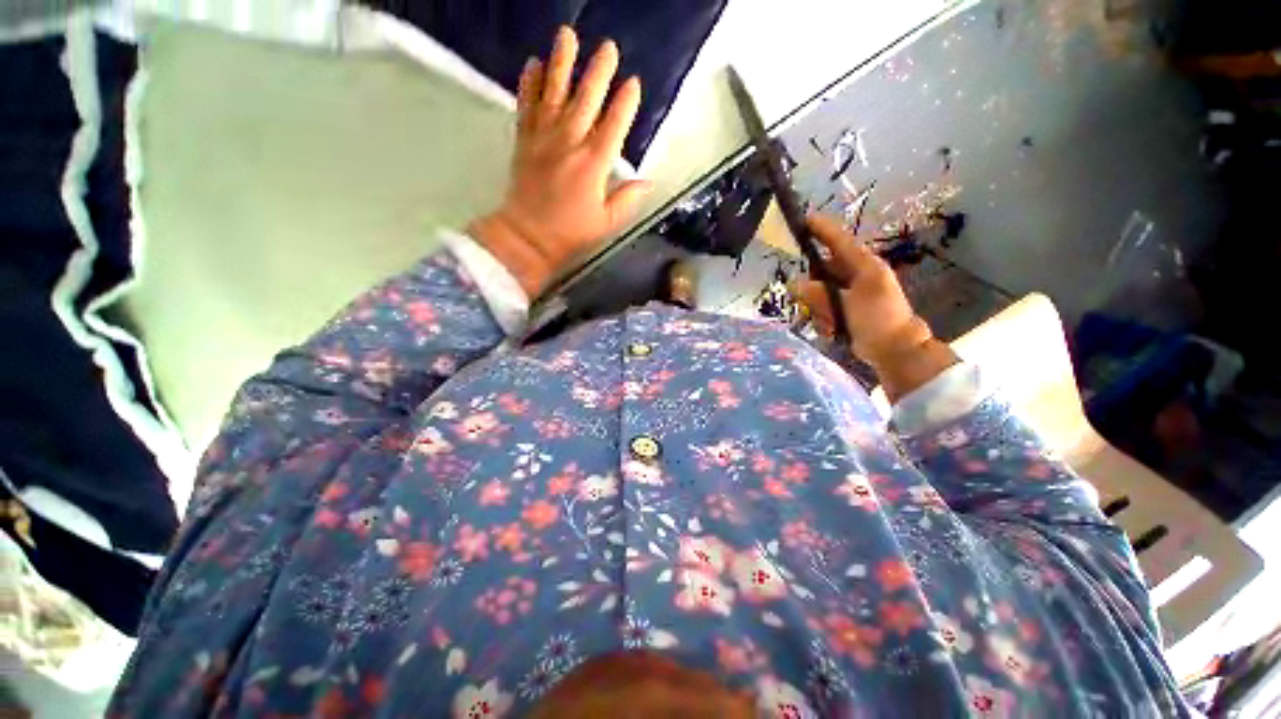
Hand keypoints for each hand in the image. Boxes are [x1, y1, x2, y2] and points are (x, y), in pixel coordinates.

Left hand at [469, 27, 652, 297]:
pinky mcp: (525, 140)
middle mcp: (570, 143)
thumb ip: (627, 199)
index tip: (634, 83)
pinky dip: (529, 82)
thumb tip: (647, 181)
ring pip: (555, 92)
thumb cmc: (571, 232)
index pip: (615, 125)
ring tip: (567, 34)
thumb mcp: (607, 222)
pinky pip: (526, 104)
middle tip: (609, 46)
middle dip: (599, 71)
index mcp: (594, 165)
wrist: (528, 236)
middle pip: (587, 98)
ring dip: (562, 61)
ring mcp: (544, 137)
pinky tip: (533, 63)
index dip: (626, 103)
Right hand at [797, 214, 957, 400]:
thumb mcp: (846, 305)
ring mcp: (854, 292)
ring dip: (819, 306)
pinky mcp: (850, 307)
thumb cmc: (877, 321)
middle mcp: (858, 274)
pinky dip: (824, 316)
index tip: (804, 219)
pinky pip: (827, 305)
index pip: (839, 241)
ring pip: (823, 290)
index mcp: (864, 266)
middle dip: (814, 285)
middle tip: (806, 300)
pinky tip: (831, 329)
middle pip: (824, 269)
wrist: (896, 350)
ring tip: (827, 322)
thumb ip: (819, 293)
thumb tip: (794, 284)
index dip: (822, 230)